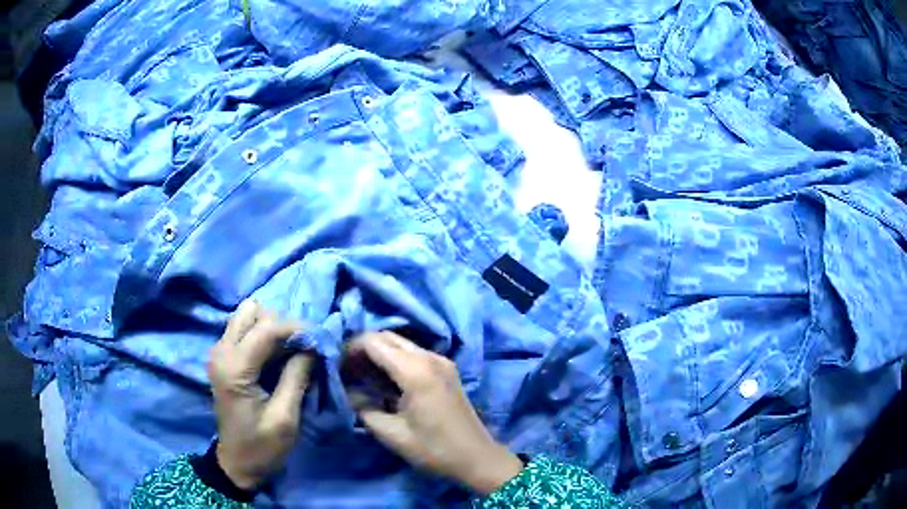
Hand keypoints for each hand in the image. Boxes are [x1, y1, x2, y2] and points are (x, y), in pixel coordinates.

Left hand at [208, 300, 312, 489]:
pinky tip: (279, 356)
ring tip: (292, 351)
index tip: (321, 340)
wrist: (237, 463)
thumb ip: (297, 377)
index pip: (266, 328)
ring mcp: (219, 352)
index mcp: (234, 368)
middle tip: (303, 347)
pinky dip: (265, 336)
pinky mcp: (223, 357)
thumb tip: (313, 346)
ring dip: (272, 327)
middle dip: (281, 324)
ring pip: (248, 316)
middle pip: (252, 311)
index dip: (296, 328)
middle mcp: (221, 351)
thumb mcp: (285, 418)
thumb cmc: (262, 447)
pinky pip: (244, 330)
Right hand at [344, 332, 523, 494]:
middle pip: (387, 337)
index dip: (351, 349)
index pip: (373, 342)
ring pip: (401, 343)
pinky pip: (414, 353)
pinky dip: (395, 359)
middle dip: (364, 348)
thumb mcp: (392, 434)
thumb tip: (349, 392)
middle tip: (348, 371)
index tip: (338, 367)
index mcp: (415, 370)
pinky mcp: (446, 368)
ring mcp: (441, 360)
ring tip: (363, 377)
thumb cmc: (434, 449)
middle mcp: (429, 357)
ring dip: (380, 353)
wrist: (477, 457)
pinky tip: (387, 381)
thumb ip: (364, 409)